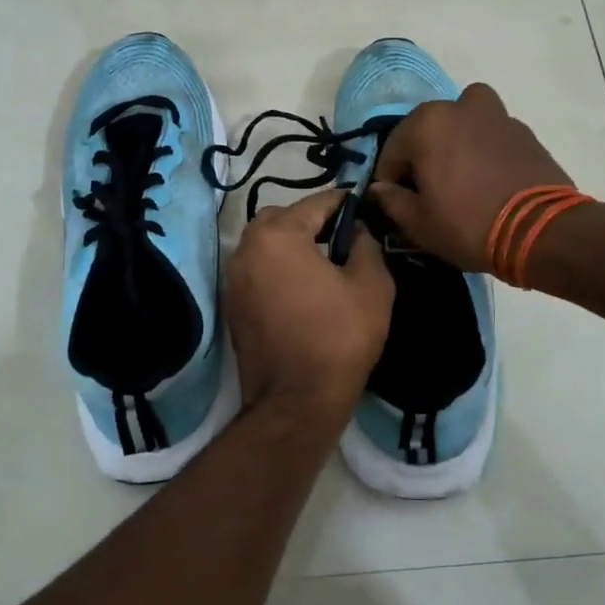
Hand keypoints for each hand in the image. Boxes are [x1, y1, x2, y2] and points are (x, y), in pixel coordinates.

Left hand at [225, 191, 395, 418]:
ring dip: (290, 245)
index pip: (315, 203)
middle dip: (309, 220)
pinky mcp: (232, 306)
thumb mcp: (372, 285)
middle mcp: (246, 249)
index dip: (342, 202)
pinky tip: (301, 289)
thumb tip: (357, 231)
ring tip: (321, 264)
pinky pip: (256, 271)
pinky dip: (276, 269)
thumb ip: (366, 245)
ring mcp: (233, 279)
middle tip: (339, 238)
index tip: (361, 206)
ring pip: (264, 244)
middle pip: (281, 218)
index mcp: (278, 236)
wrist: (297, 402)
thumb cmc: (339, 337)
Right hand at [369, 83, 575, 273]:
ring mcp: (497, 115)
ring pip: (464, 122)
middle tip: (428, 190)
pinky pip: (492, 134)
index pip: (392, 150)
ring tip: (461, 174)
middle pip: (428, 129)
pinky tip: (488, 180)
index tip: (396, 203)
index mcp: (427, 124)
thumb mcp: (419, 223)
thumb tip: (379, 189)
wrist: (540, 231)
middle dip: (422, 155)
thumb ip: (391, 201)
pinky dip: (484, 149)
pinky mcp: (525, 132)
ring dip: (456, 141)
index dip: (389, 180)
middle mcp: (460, 107)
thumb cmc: (468, 224)